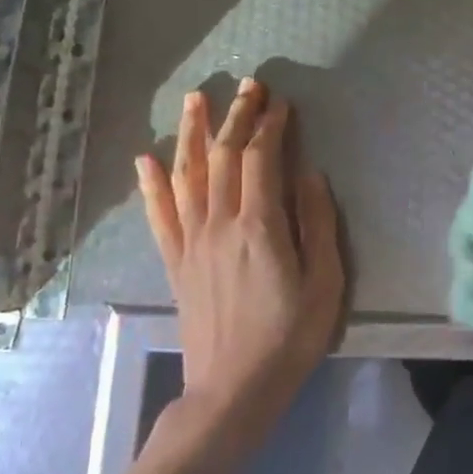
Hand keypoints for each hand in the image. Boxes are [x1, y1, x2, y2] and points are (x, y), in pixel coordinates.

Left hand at [135, 80, 343, 446]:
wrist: (233, 389)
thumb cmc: (290, 336)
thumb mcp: (325, 282)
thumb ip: (316, 223)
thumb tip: (309, 174)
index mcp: (259, 227)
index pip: (260, 159)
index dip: (270, 126)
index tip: (281, 102)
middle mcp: (219, 224)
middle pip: (222, 156)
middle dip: (236, 116)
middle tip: (248, 84)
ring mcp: (191, 242)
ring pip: (186, 175)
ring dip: (191, 133)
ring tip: (195, 98)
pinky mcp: (175, 262)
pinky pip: (159, 215)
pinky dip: (151, 184)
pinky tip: (147, 158)